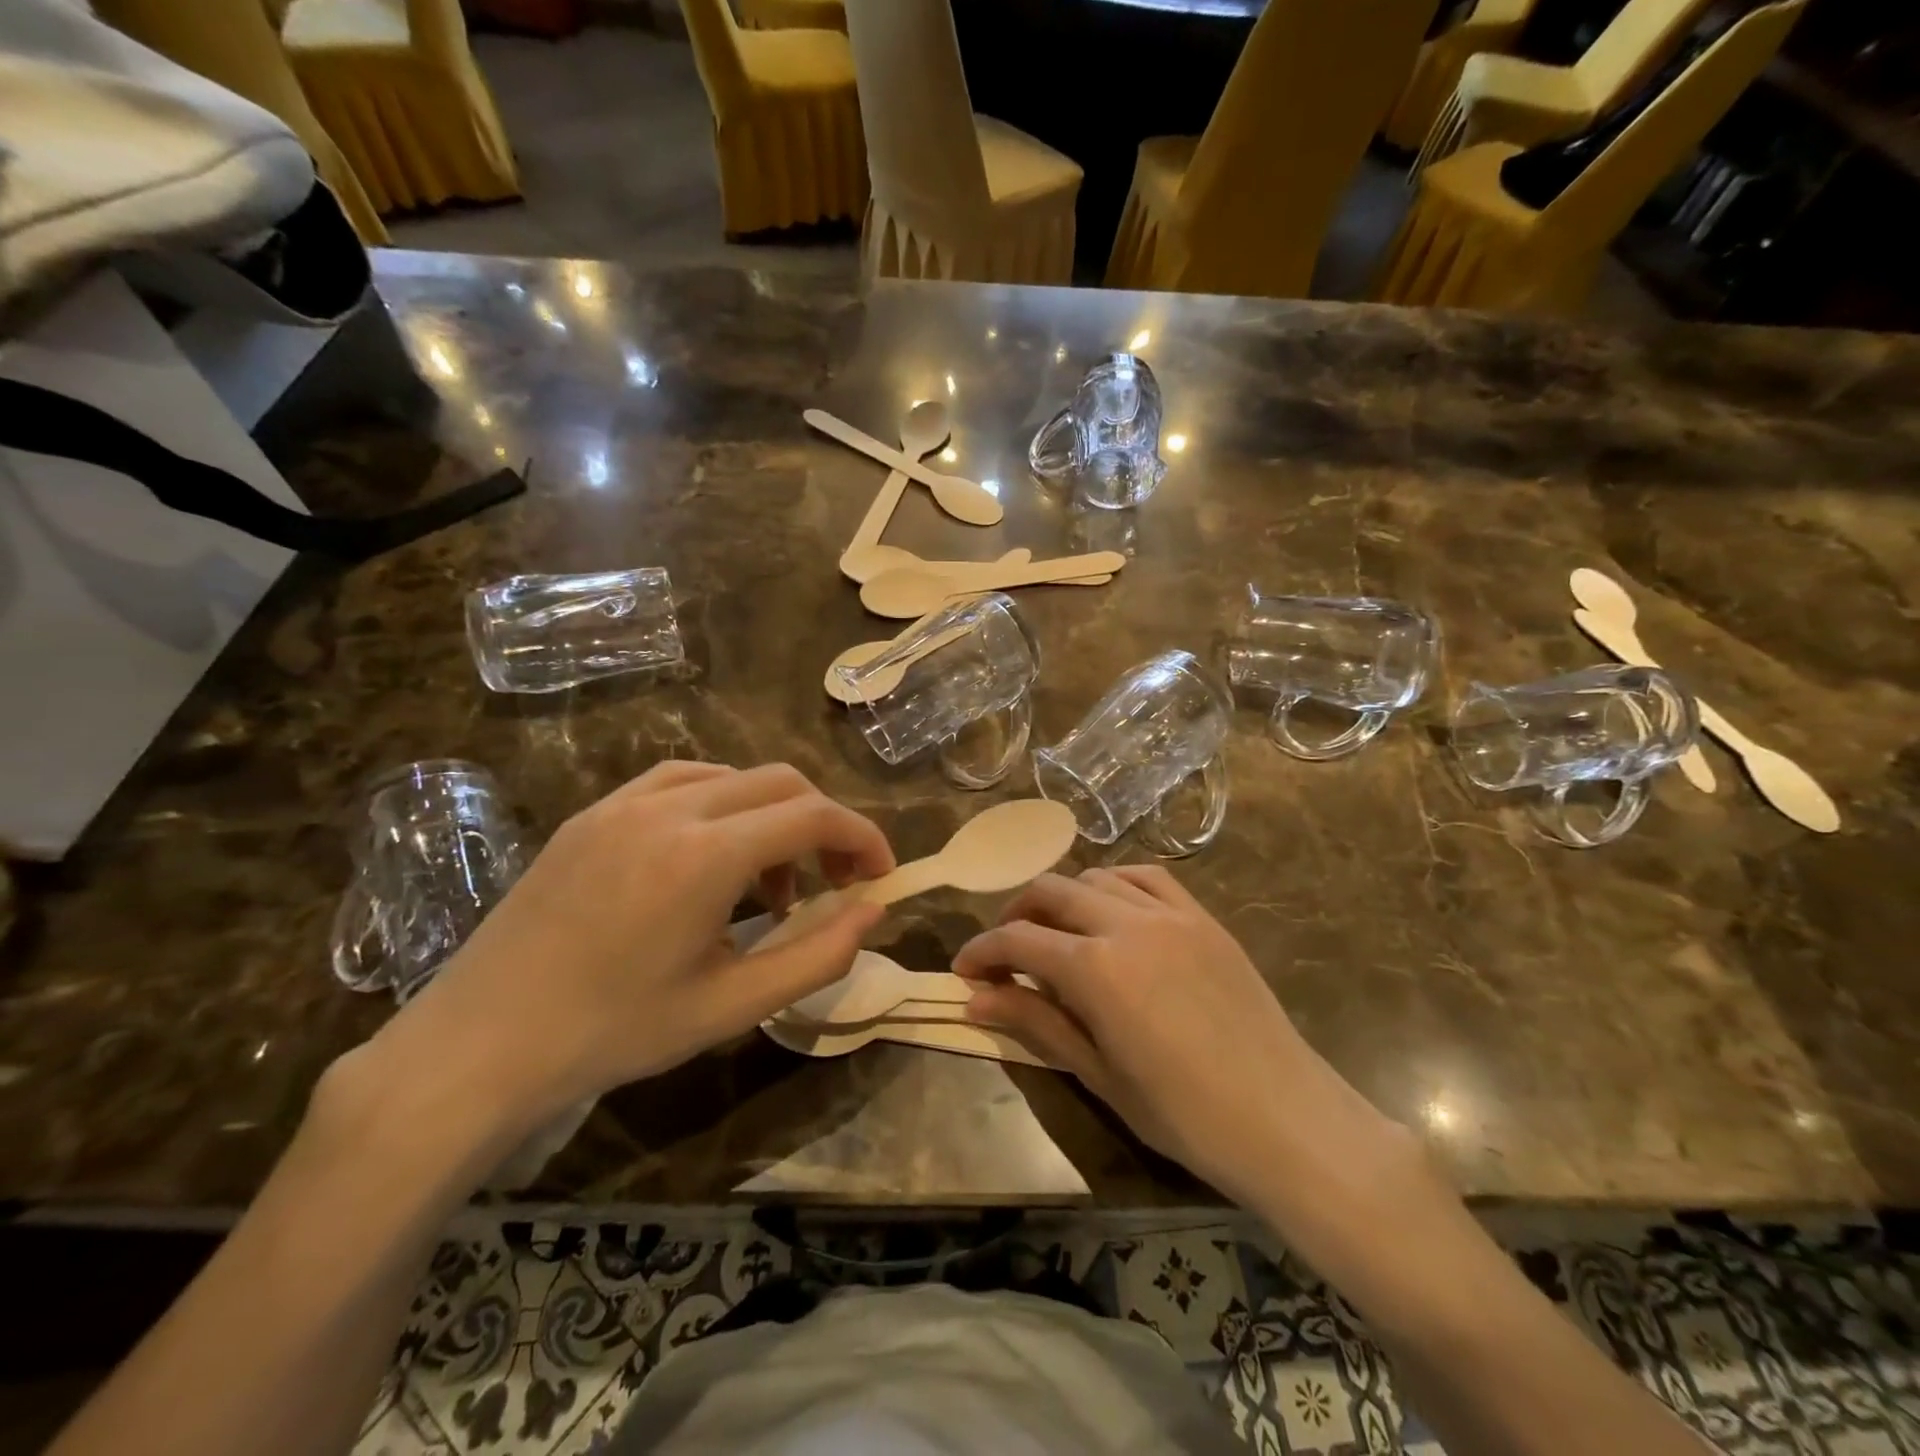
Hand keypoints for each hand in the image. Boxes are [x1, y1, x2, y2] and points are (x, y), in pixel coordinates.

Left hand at [366, 762, 892, 1127]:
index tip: (881, 875)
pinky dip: (723, 805)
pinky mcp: (593, 812)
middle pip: (781, 782)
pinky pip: (681, 782)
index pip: (813, 815)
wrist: (477, 1047)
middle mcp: (669, 808)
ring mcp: (623, 802)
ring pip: (733, 776)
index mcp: (704, 855)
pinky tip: (713, 856)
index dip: (862, 837)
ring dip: (773, 816)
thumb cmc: (613, 1034)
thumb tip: (872, 911)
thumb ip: (817, 955)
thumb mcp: (731, 1006)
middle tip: (835, 882)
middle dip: (824, 824)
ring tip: (770, 883)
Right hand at [954, 867, 1379, 1202]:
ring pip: (1096, 878)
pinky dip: (1115, 886)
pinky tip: (1111, 912)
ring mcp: (1171, 915)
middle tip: (1004, 952)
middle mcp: (1127, 924)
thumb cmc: (1184, 1115)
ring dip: (1063, 898)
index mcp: (1096, 969)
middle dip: (1015, 915)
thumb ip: (1035, 1023)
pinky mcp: (1203, 918)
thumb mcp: (1098, 1073)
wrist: (1286, 1120)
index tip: (964, 971)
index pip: (1018, 940)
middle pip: (1050, 893)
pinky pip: (1148, 878)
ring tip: (1057, 933)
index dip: (983, 951)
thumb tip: (973, 1000)